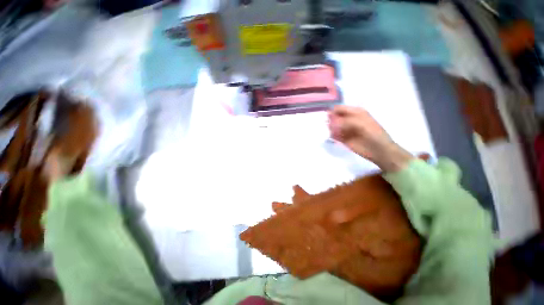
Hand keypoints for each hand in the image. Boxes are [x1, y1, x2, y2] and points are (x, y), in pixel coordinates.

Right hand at [328, 105, 413, 171]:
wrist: (379, 150)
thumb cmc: (373, 134)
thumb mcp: (360, 124)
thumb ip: (345, 122)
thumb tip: (330, 123)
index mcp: (355, 112)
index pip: (339, 108)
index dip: (333, 111)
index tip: (327, 117)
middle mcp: (348, 119)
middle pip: (335, 117)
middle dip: (330, 120)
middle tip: (329, 126)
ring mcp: (345, 129)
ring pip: (332, 126)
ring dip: (330, 128)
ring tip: (332, 132)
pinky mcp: (342, 139)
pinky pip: (333, 135)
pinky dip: (331, 135)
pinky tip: (333, 137)